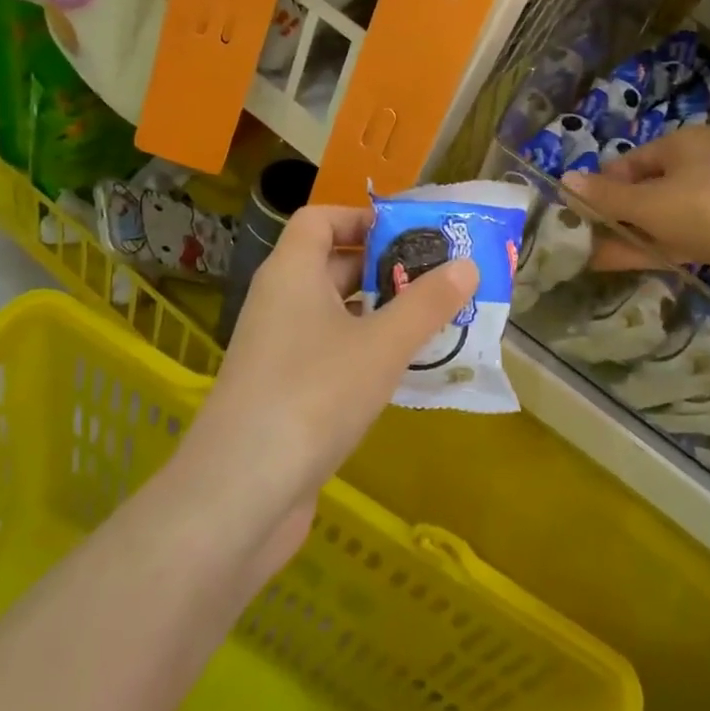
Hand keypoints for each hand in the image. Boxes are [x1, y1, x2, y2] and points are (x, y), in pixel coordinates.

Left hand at [177, 206, 475, 568]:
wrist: (241, 493)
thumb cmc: (314, 395)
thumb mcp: (382, 345)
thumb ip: (426, 304)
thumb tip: (468, 266)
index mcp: (292, 273)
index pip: (319, 219)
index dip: (361, 217)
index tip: (410, 234)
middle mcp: (279, 302)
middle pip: (332, 265)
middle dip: (385, 268)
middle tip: (439, 279)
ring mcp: (278, 350)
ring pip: (335, 314)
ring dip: (381, 314)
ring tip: (434, 322)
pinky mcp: (284, 392)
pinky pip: (330, 354)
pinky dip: (365, 352)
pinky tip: (403, 372)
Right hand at [564, 127, 709, 289]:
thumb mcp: (651, 203)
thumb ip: (606, 196)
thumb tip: (564, 178)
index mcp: (683, 143)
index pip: (628, 162)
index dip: (601, 187)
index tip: (577, 214)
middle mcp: (700, 164)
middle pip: (644, 188)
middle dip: (613, 214)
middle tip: (582, 238)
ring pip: (660, 215)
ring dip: (628, 234)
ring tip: (591, 255)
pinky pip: (678, 234)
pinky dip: (652, 246)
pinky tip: (620, 262)